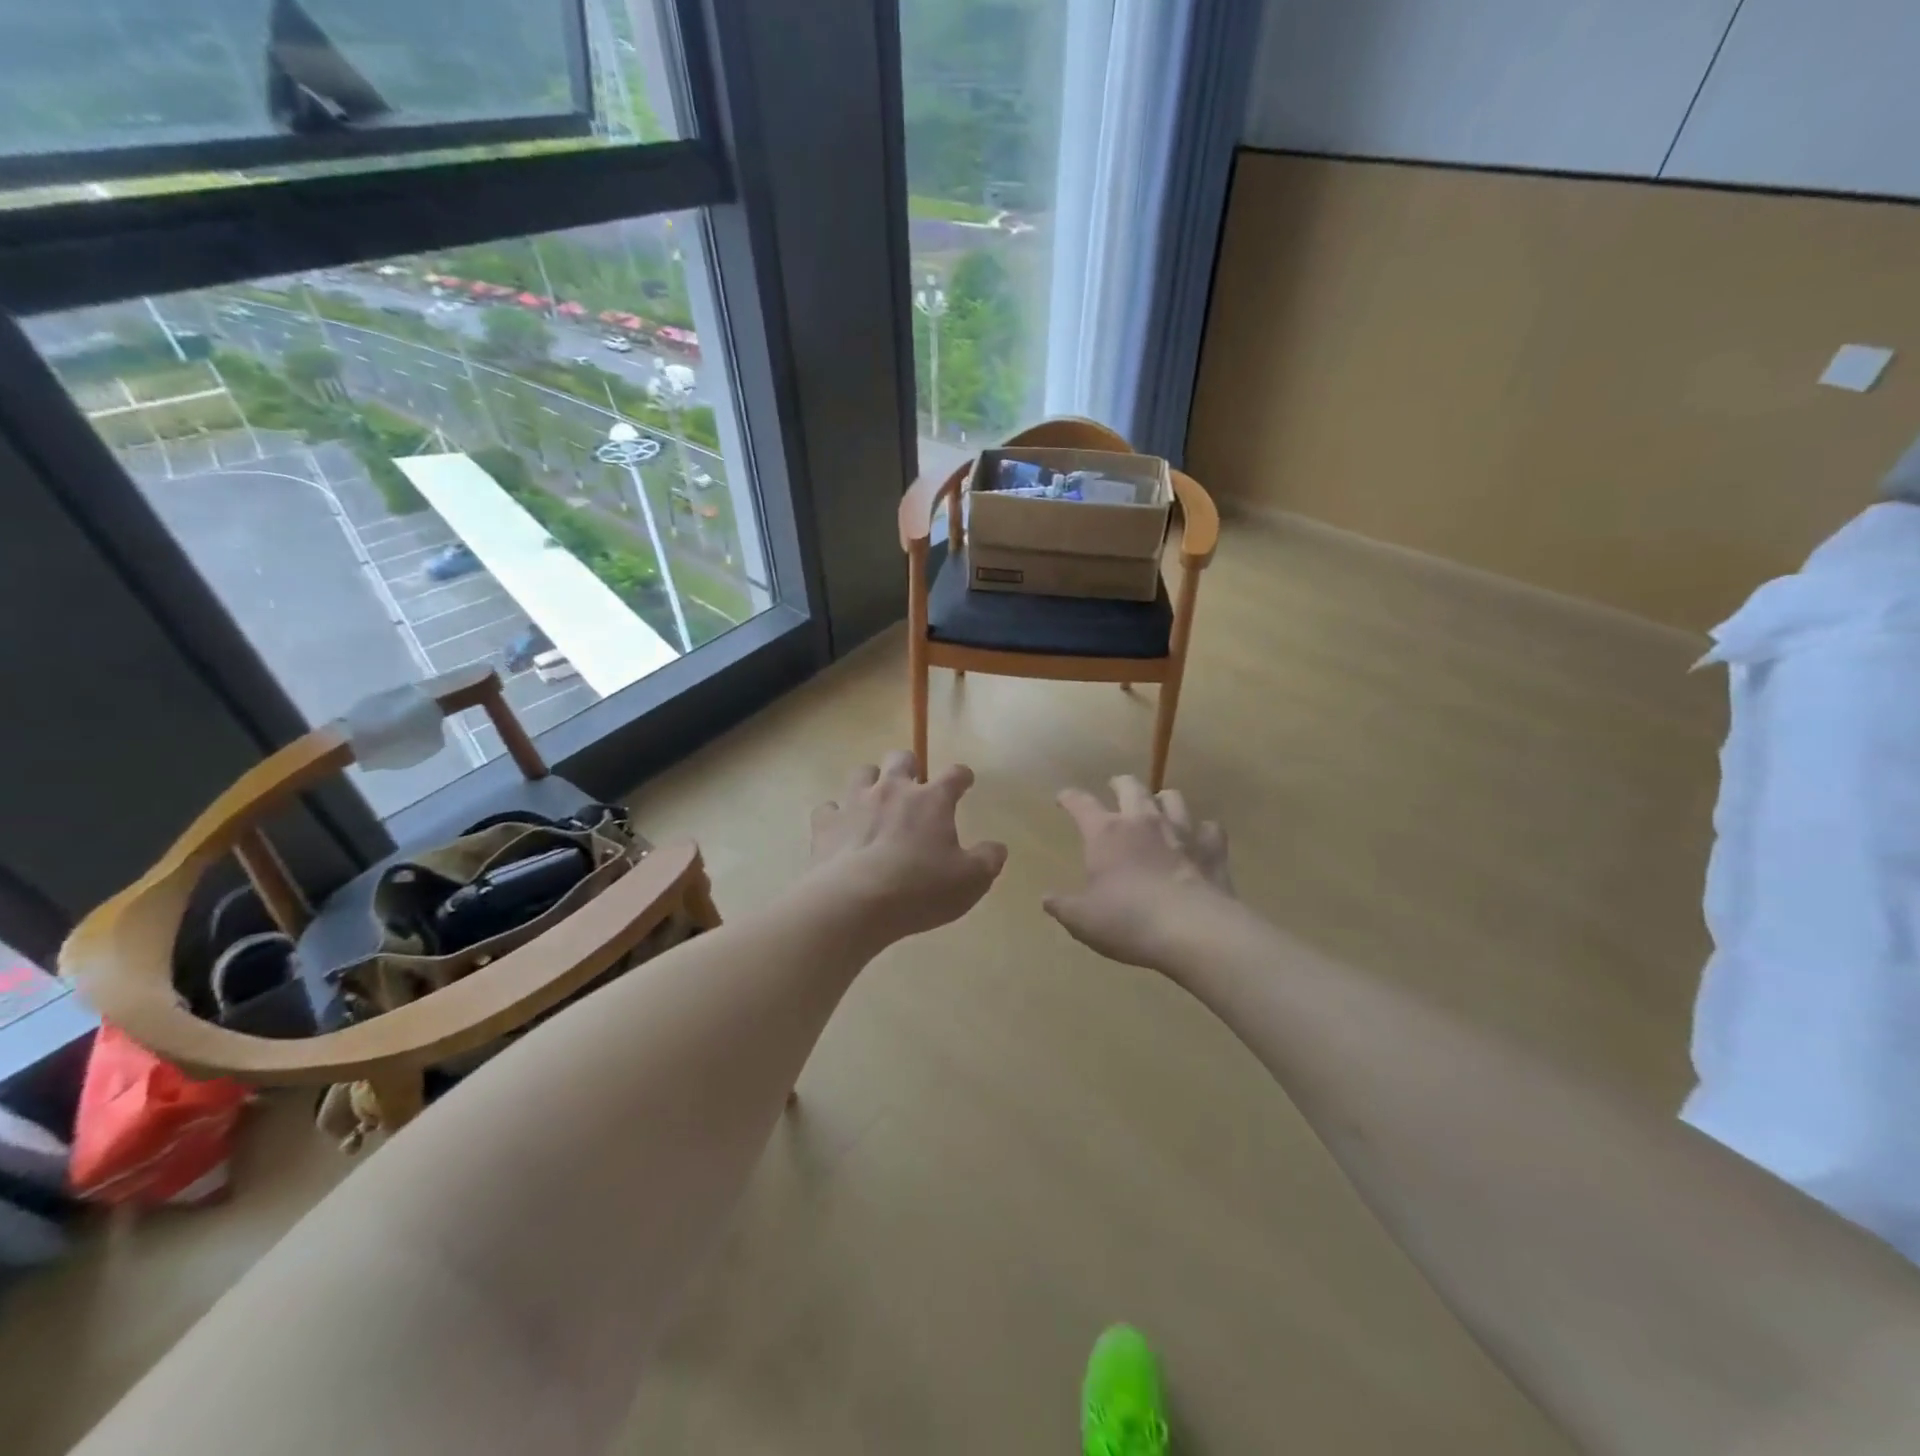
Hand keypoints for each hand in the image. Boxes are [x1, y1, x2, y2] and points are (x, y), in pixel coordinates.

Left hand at [807, 751, 1007, 944]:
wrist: (854, 903)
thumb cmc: (920, 889)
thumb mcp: (970, 881)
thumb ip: (988, 860)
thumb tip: (997, 847)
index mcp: (931, 800)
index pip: (954, 774)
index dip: (962, 776)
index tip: (964, 782)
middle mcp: (892, 790)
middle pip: (901, 758)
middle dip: (910, 767)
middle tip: (913, 787)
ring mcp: (855, 802)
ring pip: (862, 772)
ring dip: (871, 781)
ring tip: (875, 801)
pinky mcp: (825, 823)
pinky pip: (828, 808)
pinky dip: (835, 815)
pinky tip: (840, 830)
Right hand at [1044, 776, 1233, 970]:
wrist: (1193, 931)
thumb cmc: (1128, 921)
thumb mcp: (1082, 920)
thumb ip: (1062, 906)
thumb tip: (1046, 899)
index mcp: (1106, 832)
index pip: (1081, 803)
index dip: (1070, 798)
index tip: (1063, 797)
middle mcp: (1143, 821)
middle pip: (1130, 786)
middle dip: (1120, 783)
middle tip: (1115, 787)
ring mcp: (1182, 831)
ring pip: (1173, 798)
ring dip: (1162, 800)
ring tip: (1158, 808)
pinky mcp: (1212, 849)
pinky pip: (1210, 828)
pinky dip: (1203, 831)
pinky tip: (1199, 839)